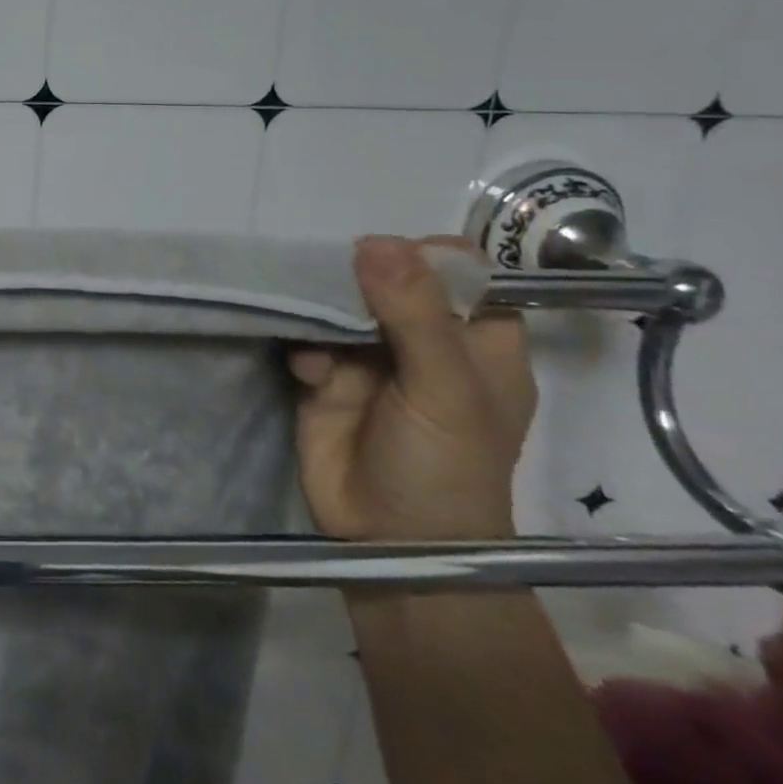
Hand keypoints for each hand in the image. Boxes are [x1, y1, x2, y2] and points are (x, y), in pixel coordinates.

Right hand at [289, 235, 534, 541]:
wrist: (389, 543)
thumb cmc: (444, 467)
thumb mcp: (445, 388)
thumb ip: (414, 314)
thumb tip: (375, 241)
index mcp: (478, 342)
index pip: (462, 274)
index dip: (429, 258)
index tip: (392, 258)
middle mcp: (424, 343)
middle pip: (389, 281)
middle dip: (360, 279)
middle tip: (337, 285)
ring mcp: (370, 360)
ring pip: (340, 306)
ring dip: (323, 312)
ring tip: (321, 339)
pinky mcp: (325, 379)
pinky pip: (307, 341)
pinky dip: (304, 349)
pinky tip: (309, 374)